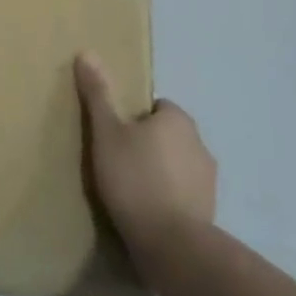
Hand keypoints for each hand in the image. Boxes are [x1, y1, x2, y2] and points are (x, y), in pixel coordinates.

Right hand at [75, 52, 216, 254]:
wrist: (170, 243)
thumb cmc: (134, 178)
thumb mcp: (107, 133)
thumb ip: (99, 95)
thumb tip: (86, 52)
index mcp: (178, 119)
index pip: (156, 107)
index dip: (134, 119)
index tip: (115, 137)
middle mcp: (200, 143)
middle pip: (168, 136)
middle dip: (148, 145)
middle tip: (117, 163)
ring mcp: (208, 179)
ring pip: (177, 165)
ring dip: (160, 173)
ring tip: (131, 192)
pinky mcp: (209, 210)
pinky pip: (184, 194)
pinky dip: (169, 198)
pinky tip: (147, 213)